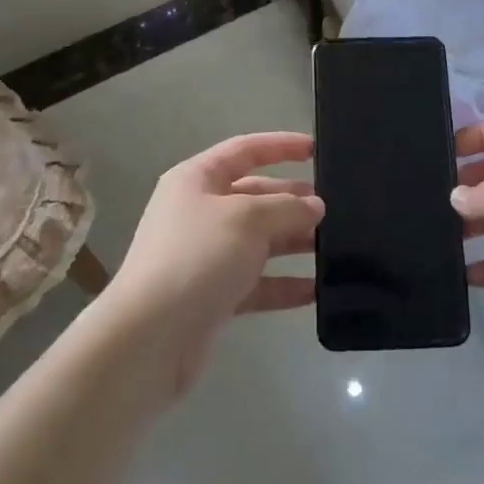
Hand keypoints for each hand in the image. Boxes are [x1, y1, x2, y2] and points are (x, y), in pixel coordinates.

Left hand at [101, 132, 322, 395]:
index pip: (245, 150)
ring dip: (293, 241)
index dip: (281, 146)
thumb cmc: (197, 256)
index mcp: (197, 180)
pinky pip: (256, 283)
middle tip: (333, 207)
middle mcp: (198, 212)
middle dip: (292, 199)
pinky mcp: (211, 296)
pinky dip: (284, 284)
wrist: (149, 337)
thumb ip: (287, 207)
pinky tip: (316, 289)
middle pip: (254, 195)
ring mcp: (204, 256)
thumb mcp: (248, 219)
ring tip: (333, 245)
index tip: (317, 149)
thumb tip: (315, 206)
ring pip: (258, 240)